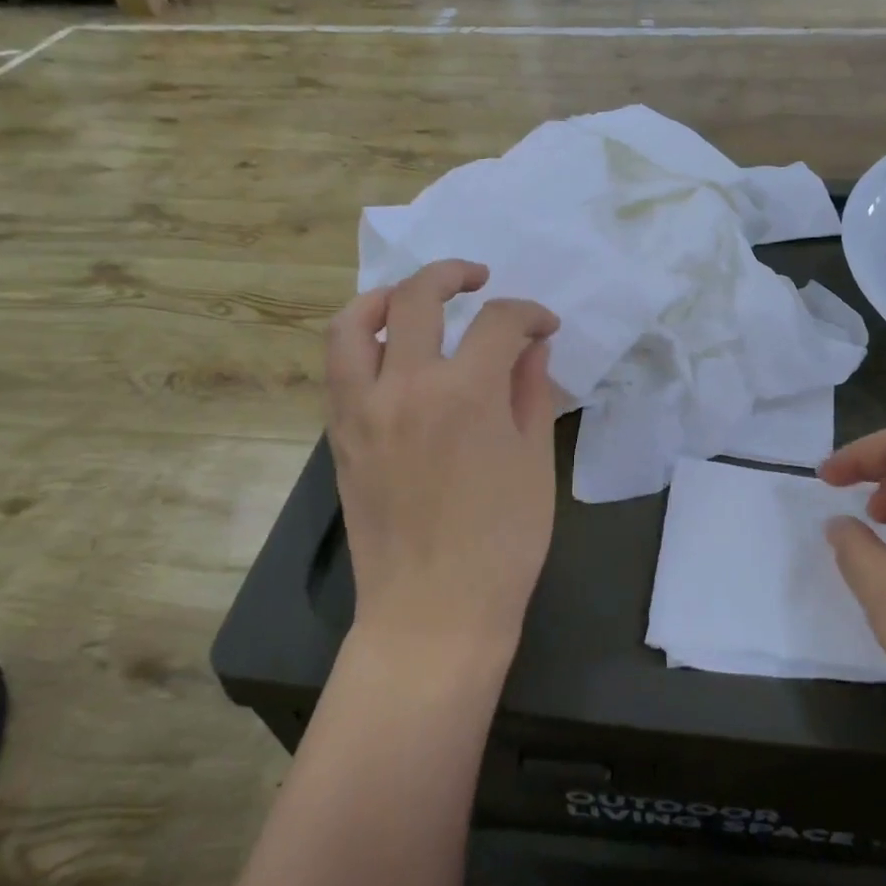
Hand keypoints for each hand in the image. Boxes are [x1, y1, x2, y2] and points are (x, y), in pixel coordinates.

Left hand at [326, 260, 560, 662]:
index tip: (545, 328)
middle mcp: (405, 386)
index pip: (499, 322)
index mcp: (465, 392)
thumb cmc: (502, 542)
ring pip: (354, 323)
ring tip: (413, 298)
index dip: (530, 314)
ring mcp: (362, 409)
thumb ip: (530, 390)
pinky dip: (363, 341)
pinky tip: (393, 352)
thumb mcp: (534, 461)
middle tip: (480, 281)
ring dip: (386, 296)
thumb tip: (531, 346)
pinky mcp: (340, 435)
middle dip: (454, 274)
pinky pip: (340, 368)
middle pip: (418, 297)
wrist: (434, 611)